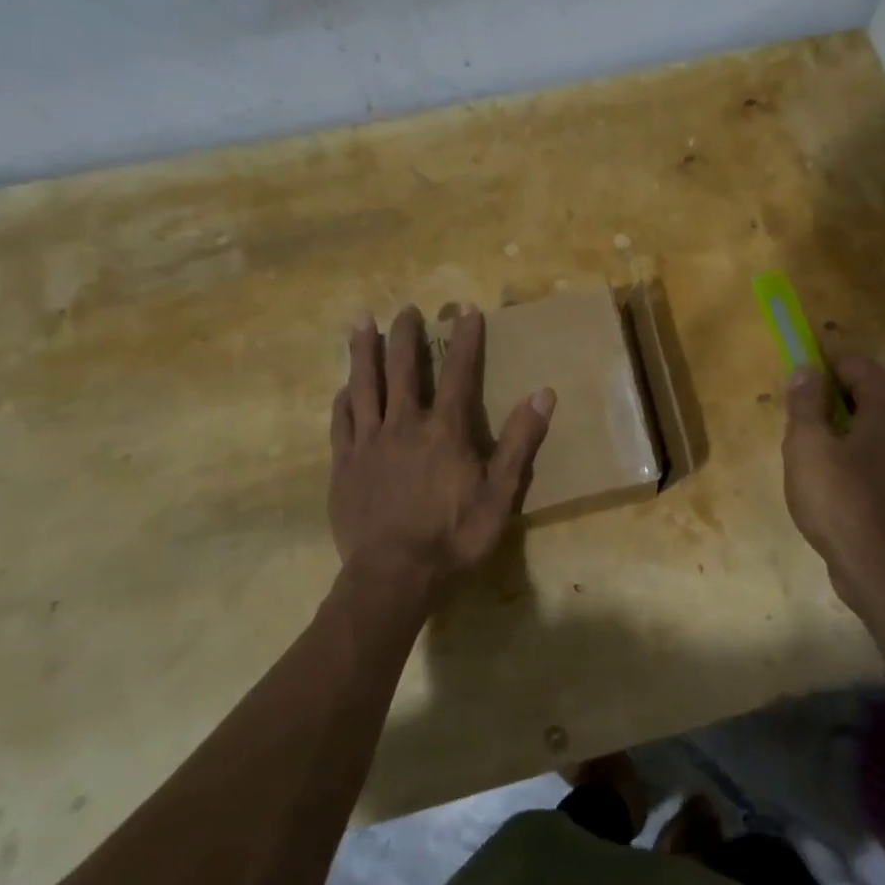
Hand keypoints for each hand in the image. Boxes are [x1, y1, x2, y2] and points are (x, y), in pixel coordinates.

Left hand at [328, 305, 553, 605]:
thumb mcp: (501, 494)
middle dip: (407, 335)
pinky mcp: (344, 464)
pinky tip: (344, 387)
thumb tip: (543, 393)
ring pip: (365, 385)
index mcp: (445, 430)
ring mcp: (369, 443)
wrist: (393, 575)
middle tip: (407, 308)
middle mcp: (404, 424)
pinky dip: (345, 399)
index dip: (465, 339)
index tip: (466, 309)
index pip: (459, 373)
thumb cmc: (454, 536)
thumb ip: (519, 441)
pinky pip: (342, 421)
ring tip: (362, 321)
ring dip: (365, 351)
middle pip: (404, 369)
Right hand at [782, 351, 884, 615]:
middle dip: (826, 394)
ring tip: (804, 445)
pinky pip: (876, 446)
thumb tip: (806, 369)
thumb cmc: (843, 501)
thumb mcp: (808, 445)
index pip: (852, 362)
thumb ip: (805, 401)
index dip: (819, 360)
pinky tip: (826, 472)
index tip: (791, 366)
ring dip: (836, 423)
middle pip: (863, 388)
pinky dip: (851, 447)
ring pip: (868, 419)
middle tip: (793, 414)